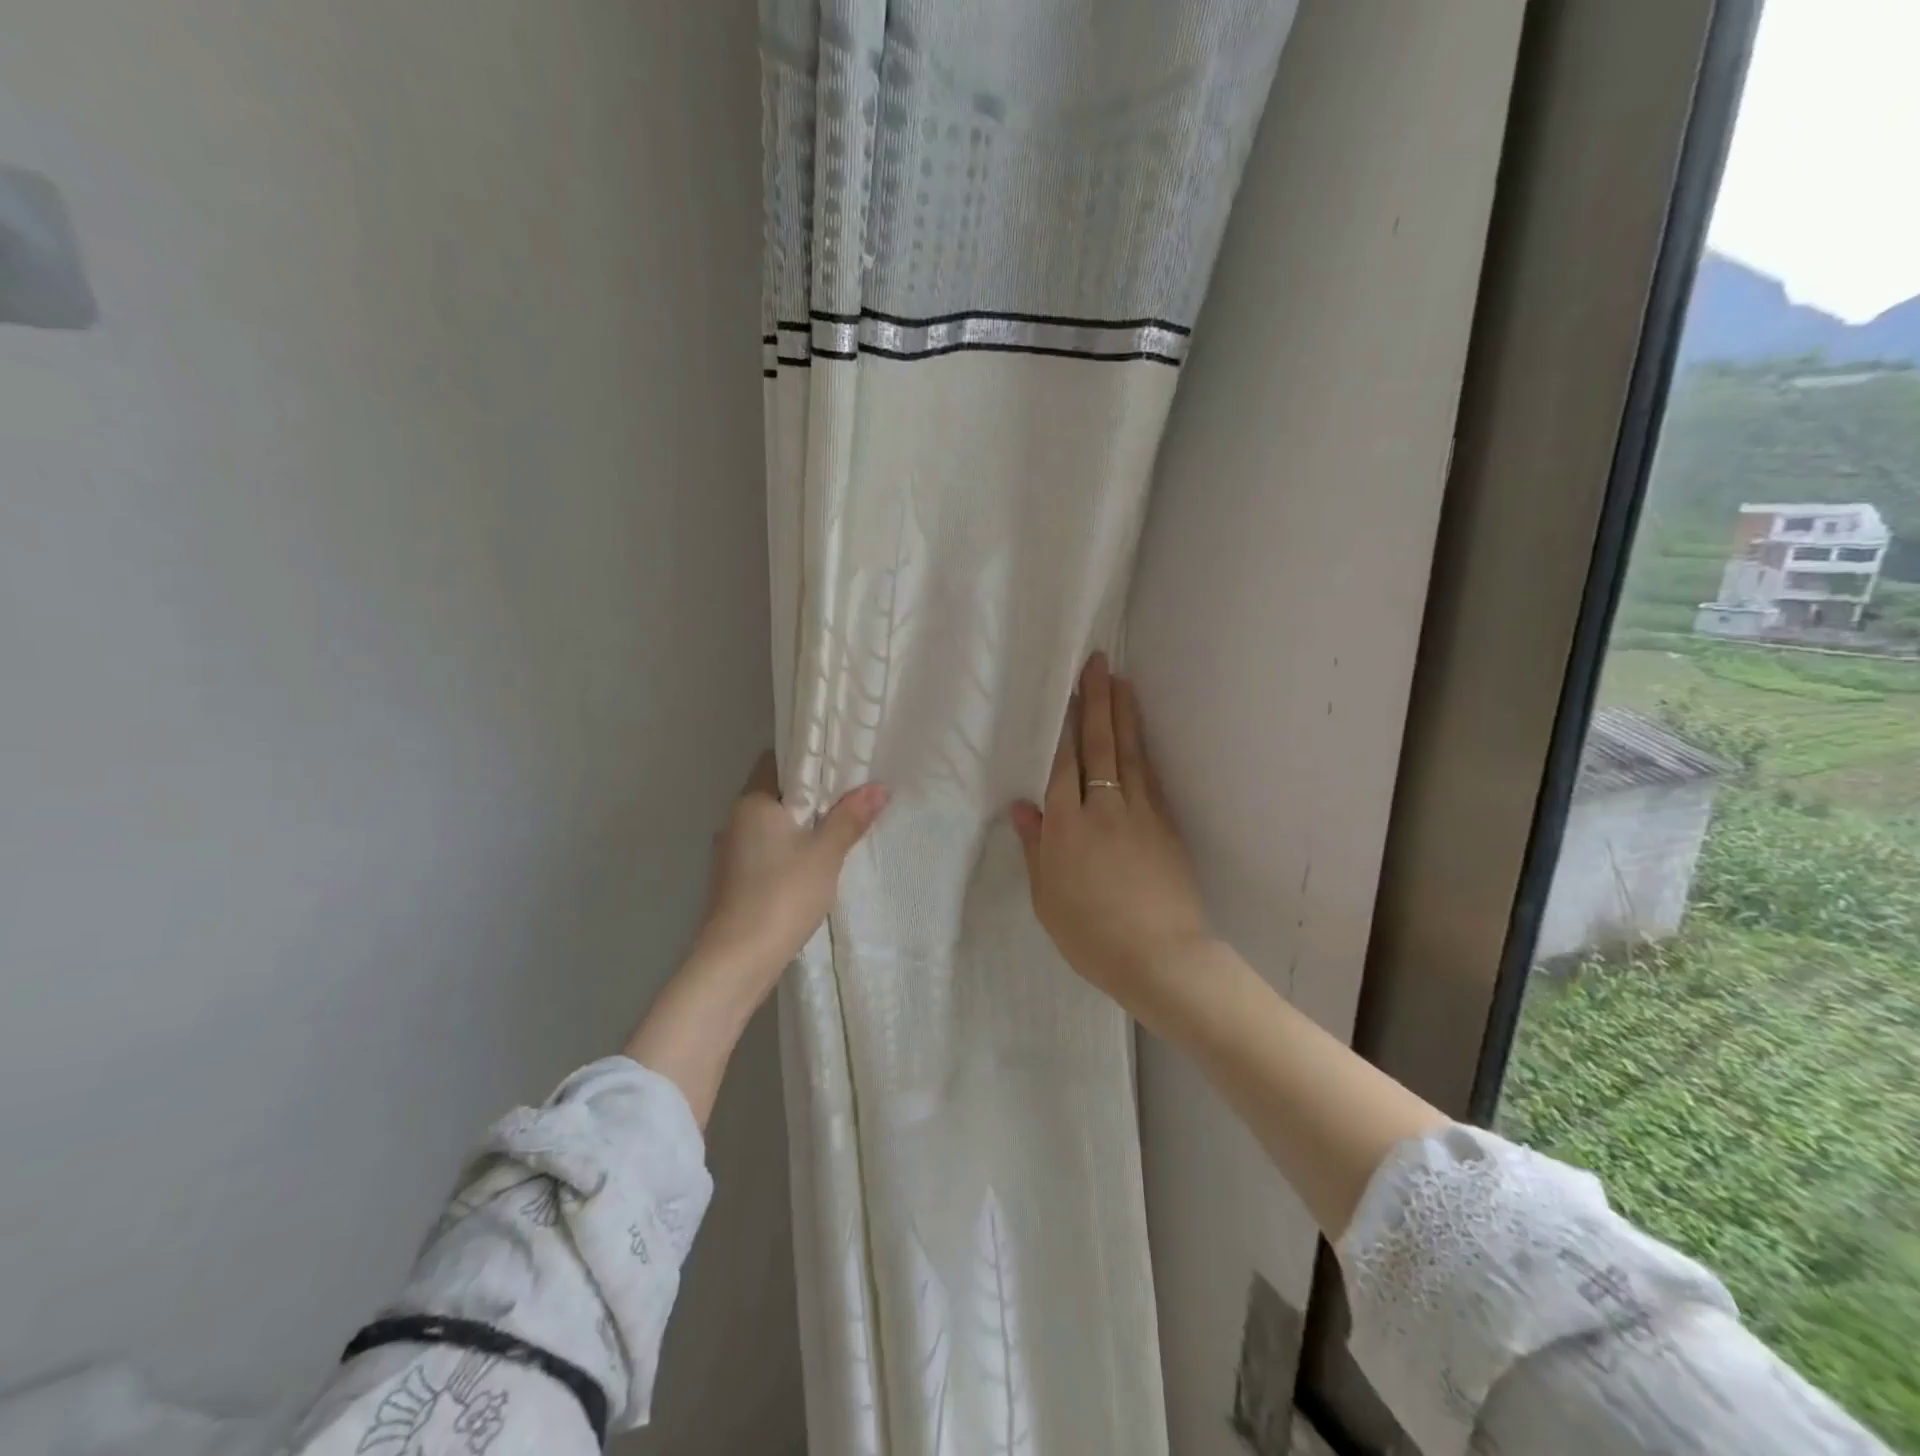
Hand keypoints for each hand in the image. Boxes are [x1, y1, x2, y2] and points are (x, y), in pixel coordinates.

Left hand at [680, 751, 888, 1011]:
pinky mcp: (734, 880)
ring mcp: (731, 852)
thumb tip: (879, 788)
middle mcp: (734, 820)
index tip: (840, 761)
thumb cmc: (782, 894)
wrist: (737, 959)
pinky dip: (789, 848)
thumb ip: (851, 818)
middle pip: (775, 793)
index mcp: (751, 802)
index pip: (776, 761)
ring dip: (800, 824)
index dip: (807, 757)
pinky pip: (766, 849)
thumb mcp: (826, 853)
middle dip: (811, 794)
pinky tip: (814, 862)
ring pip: (771, 824)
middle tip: (851, 793)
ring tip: (839, 826)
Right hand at [1010, 654, 1210, 1025]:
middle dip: (1096, 702)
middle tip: (1098, 664)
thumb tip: (1023, 807)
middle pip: (1098, 746)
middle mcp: (1102, 809)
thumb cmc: (1091, 935)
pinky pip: (1150, 777)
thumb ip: (1036, 848)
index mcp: (1066, 827)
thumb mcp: (1048, 898)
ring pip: (1128, 754)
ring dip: (1123, 715)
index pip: (1062, 764)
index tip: (1065, 692)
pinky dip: (1143, 750)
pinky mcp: (1165, 825)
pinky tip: (1140, 734)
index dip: (1064, 725)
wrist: (1160, 957)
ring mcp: (1139, 814)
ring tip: (1121, 682)